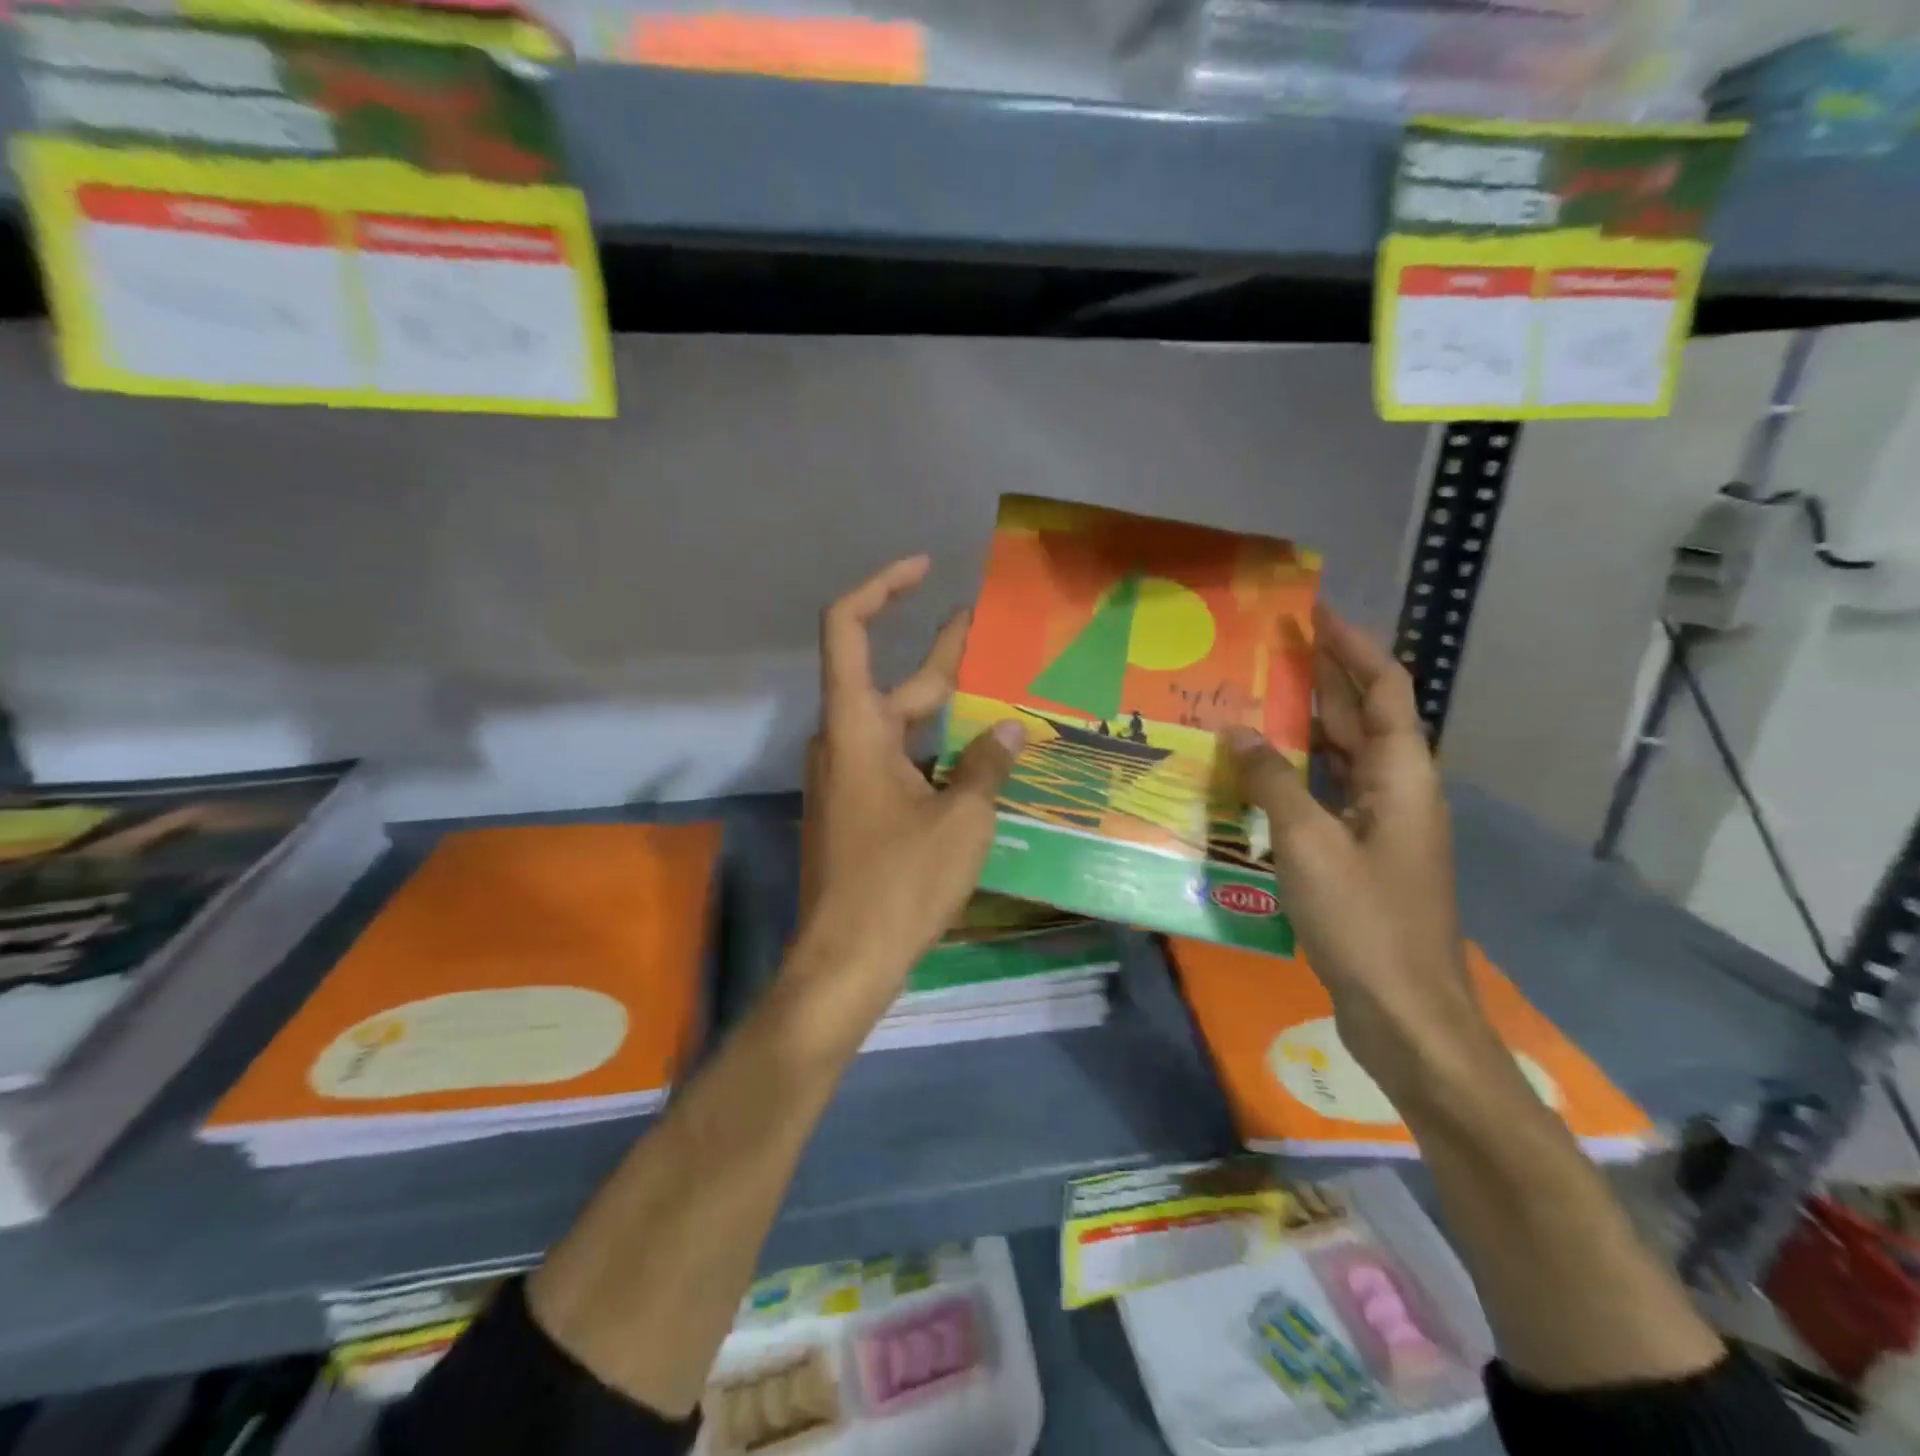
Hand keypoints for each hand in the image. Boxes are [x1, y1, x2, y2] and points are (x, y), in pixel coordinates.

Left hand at [797, 556, 1026, 1003]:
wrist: (847, 960)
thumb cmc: (899, 884)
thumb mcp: (960, 821)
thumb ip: (987, 767)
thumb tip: (1012, 731)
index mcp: (855, 728)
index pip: (848, 629)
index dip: (881, 588)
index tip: (924, 570)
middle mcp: (844, 742)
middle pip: (891, 682)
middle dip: (943, 656)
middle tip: (994, 635)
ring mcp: (848, 779)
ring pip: (899, 726)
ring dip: (946, 711)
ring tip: (1004, 700)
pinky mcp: (858, 810)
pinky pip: (898, 762)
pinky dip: (936, 752)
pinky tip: (982, 765)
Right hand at [1227, 605, 1489, 1086]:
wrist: (1406, 1015)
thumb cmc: (1366, 922)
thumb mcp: (1310, 844)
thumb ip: (1273, 782)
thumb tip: (1237, 730)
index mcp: (1402, 777)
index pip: (1384, 689)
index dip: (1352, 646)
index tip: (1312, 613)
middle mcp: (1397, 793)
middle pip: (1364, 719)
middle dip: (1323, 679)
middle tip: (1267, 651)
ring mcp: (1379, 828)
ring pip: (1342, 760)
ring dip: (1304, 729)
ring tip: (1251, 701)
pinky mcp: (1358, 857)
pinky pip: (1325, 798)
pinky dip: (1295, 778)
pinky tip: (1254, 776)